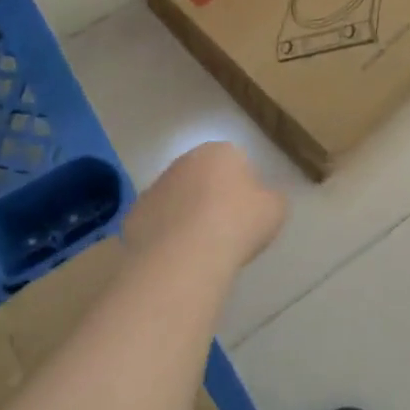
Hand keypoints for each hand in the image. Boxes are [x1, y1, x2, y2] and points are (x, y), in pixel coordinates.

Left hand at [124, 141, 286, 271]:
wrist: (184, 255)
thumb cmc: (238, 224)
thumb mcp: (275, 210)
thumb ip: (271, 198)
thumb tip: (261, 200)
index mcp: (220, 152)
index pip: (237, 161)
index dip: (244, 188)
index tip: (248, 214)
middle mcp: (184, 161)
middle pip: (203, 177)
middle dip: (212, 198)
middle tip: (226, 230)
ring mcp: (155, 187)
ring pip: (177, 199)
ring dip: (187, 216)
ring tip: (201, 249)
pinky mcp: (134, 215)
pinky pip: (157, 223)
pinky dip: (166, 236)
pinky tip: (177, 257)